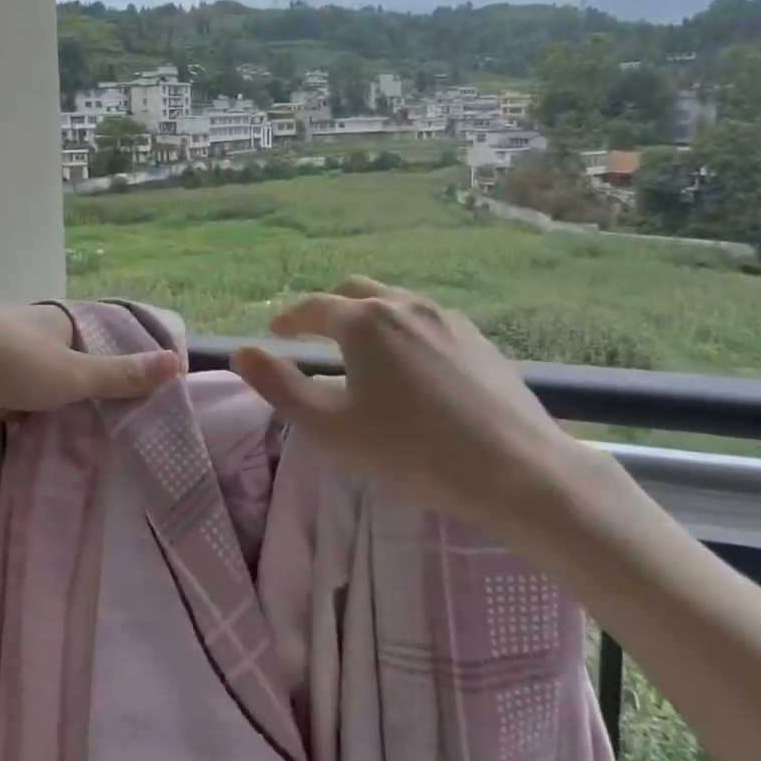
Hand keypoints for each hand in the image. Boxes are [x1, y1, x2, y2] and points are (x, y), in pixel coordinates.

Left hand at [0, 303, 178, 428]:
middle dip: (98, 384)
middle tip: (125, 424)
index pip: (111, 337)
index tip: (152, 395)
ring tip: (91, 435)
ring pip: (47, 375)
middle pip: (79, 357)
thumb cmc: (5, 360)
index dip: (132, 362)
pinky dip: (34, 407)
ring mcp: (7, 348)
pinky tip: (42, 433)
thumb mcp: (71, 373)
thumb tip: (178, 362)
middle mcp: (38, 328)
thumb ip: (121, 374)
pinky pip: (19, 390)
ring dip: (63, 399)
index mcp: (64, 319)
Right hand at [231, 278, 594, 530]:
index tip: (276, 332)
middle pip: (354, 292)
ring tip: (361, 348)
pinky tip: (411, 363)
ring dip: (367, 315)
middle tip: (314, 334)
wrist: (518, 469)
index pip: (313, 307)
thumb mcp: (332, 427)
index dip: (289, 319)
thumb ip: (281, 387)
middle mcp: (403, 304)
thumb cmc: (413, 450)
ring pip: (393, 301)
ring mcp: (445, 317)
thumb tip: (242, 353)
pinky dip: (401, 328)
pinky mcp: (476, 337)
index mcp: (364, 321)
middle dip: (327, 308)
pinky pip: (425, 318)